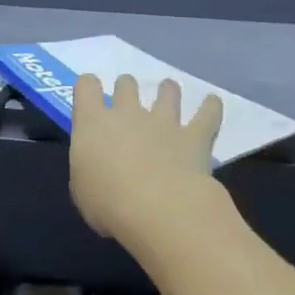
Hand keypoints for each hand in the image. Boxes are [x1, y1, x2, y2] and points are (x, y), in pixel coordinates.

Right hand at [69, 74, 223, 243]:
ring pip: (167, 92)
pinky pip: (208, 113)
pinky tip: (212, 103)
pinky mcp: (195, 136)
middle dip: (126, 89)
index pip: (86, 87)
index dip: (88, 88)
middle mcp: (128, 114)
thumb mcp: (82, 191)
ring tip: (168, 92)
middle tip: (127, 103)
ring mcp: (164, 122)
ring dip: (167, 91)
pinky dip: (211, 107)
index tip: (90, 97)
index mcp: (93, 124)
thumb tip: (98, 170)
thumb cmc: (108, 204)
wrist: (158, 210)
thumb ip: (88, 171)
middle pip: (126, 85)